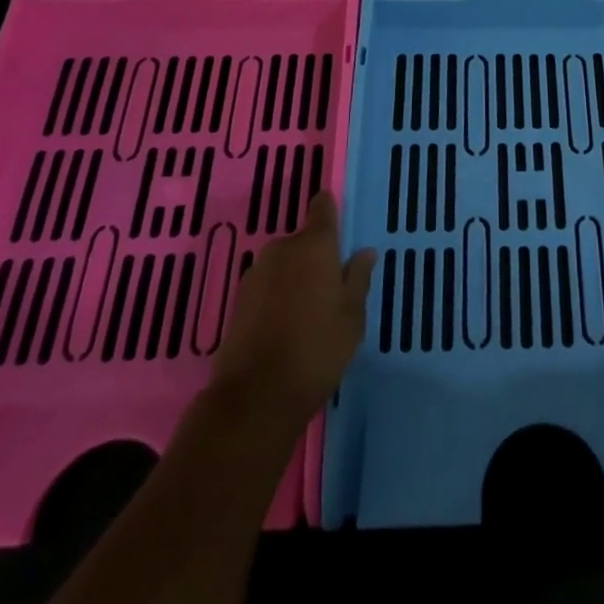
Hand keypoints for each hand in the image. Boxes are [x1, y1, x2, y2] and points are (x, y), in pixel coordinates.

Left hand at [207, 193, 375, 435]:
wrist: (255, 396)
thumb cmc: (316, 350)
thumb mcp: (352, 317)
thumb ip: (358, 278)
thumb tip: (364, 252)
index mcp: (315, 245)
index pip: (322, 207)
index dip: (330, 211)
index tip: (340, 229)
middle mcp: (283, 248)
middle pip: (304, 240)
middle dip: (317, 257)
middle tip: (330, 290)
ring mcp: (256, 272)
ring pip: (285, 263)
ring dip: (296, 277)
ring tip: (308, 314)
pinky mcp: (238, 299)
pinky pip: (267, 285)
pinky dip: (277, 296)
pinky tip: (284, 327)